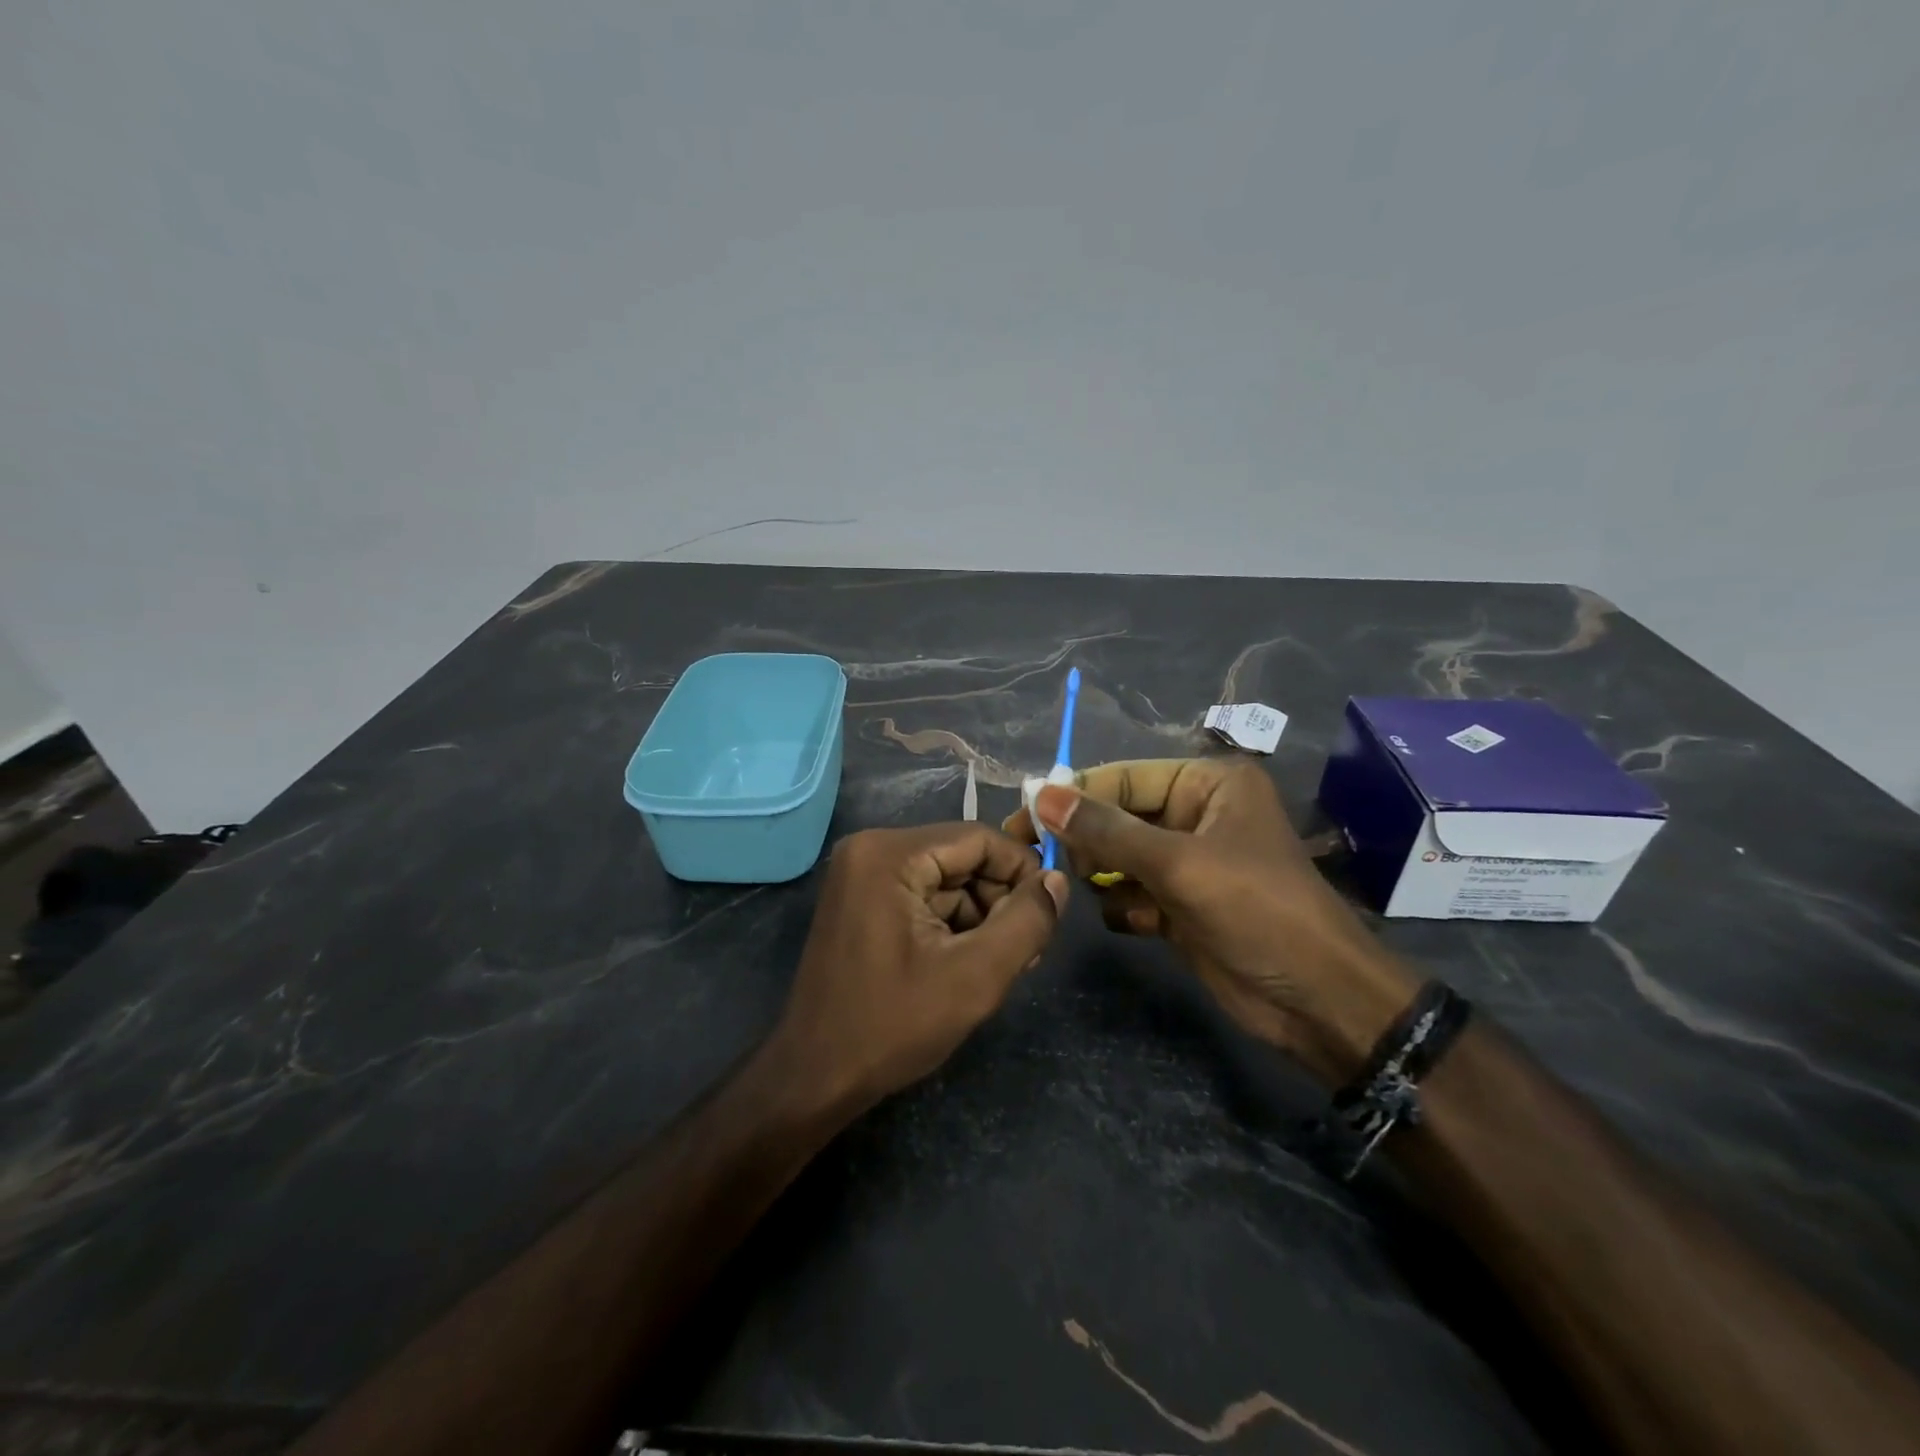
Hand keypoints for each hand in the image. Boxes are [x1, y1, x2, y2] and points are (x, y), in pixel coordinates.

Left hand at [774, 824, 1068, 1112]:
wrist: (814, 1077)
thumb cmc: (891, 1026)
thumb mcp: (975, 977)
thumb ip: (1026, 922)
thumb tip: (1058, 880)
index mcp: (890, 854)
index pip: (980, 838)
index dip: (1023, 871)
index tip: (1048, 915)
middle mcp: (871, 849)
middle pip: (963, 857)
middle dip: (1000, 900)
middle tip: (1026, 953)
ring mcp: (862, 875)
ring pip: (948, 879)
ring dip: (980, 917)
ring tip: (1001, 967)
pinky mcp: (863, 901)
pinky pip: (924, 896)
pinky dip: (953, 925)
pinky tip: (967, 965)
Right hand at [1005, 759, 1413, 1084]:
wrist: (1318, 1001)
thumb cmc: (1256, 911)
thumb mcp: (1178, 864)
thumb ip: (1106, 830)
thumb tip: (1041, 795)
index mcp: (1210, 786)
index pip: (1126, 778)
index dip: (1075, 794)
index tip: (1023, 812)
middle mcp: (1199, 815)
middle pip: (1120, 816)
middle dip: (1083, 837)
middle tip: (1032, 854)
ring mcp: (1191, 863)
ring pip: (1122, 856)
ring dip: (1099, 872)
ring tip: (1072, 885)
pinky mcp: (1184, 905)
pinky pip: (1134, 892)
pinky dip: (1123, 904)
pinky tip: (1127, 920)